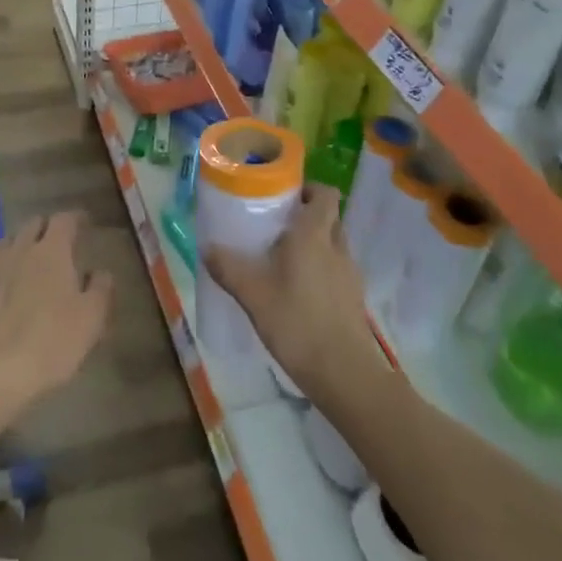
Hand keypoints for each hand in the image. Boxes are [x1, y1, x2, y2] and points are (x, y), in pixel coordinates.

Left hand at [0, 211, 111, 410]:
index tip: (85, 225)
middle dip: (49, 228)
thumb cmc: (52, 342)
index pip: (65, 219)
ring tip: (30, 257)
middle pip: (35, 223)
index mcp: (53, 251)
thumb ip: (101, 288)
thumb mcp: (92, 318)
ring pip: (10, 238)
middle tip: (59, 244)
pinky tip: (0, 268)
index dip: (76, 218)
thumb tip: (99, 272)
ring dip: (23, 242)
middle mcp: (22, 247)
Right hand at [202, 186, 388, 404]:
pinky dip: (321, 270)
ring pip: (334, 244)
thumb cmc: (297, 322)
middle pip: (329, 217)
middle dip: (306, 216)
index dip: (308, 188)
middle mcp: (337, 247)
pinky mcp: (354, 298)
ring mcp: (350, 273)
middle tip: (276, 227)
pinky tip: (298, 291)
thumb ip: (229, 268)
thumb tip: (207, 247)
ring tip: (284, 259)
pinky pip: (337, 269)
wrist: (344, 372)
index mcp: (314, 235)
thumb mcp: (253, 294)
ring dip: (314, 244)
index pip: (325, 194)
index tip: (283, 196)